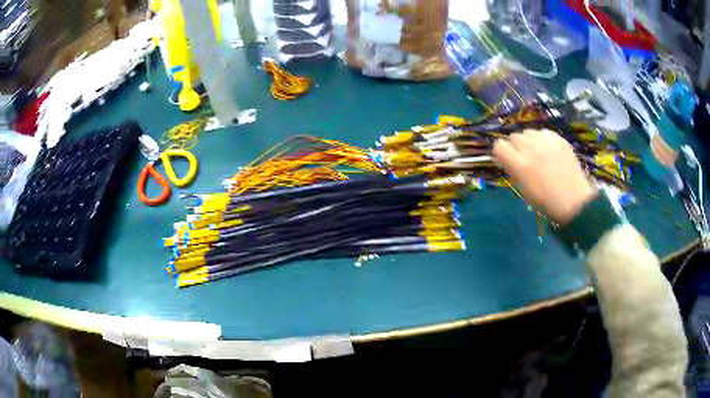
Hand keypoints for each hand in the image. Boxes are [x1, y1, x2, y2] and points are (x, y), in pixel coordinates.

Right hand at [492, 129, 596, 224]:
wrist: (574, 201)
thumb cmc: (545, 201)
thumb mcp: (523, 188)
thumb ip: (513, 169)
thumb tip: (505, 158)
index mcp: (519, 164)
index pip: (499, 145)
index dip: (502, 152)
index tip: (507, 159)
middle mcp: (530, 148)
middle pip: (513, 136)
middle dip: (516, 146)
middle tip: (524, 157)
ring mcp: (545, 142)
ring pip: (528, 132)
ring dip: (529, 141)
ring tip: (537, 152)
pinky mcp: (558, 139)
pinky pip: (543, 132)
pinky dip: (542, 139)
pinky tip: (549, 150)